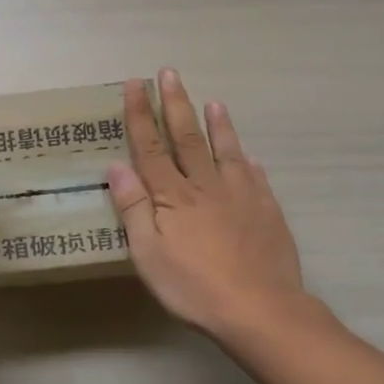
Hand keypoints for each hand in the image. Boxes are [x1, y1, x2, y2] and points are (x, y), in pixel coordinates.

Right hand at [107, 69, 309, 342]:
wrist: (260, 310)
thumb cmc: (193, 286)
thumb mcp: (148, 254)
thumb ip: (133, 208)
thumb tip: (116, 166)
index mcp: (172, 196)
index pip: (151, 147)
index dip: (140, 115)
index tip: (135, 85)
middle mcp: (205, 186)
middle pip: (187, 138)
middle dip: (175, 104)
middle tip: (170, 74)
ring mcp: (241, 195)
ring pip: (226, 151)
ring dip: (217, 125)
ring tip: (214, 102)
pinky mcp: (267, 211)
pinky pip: (256, 178)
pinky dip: (249, 162)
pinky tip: (250, 156)